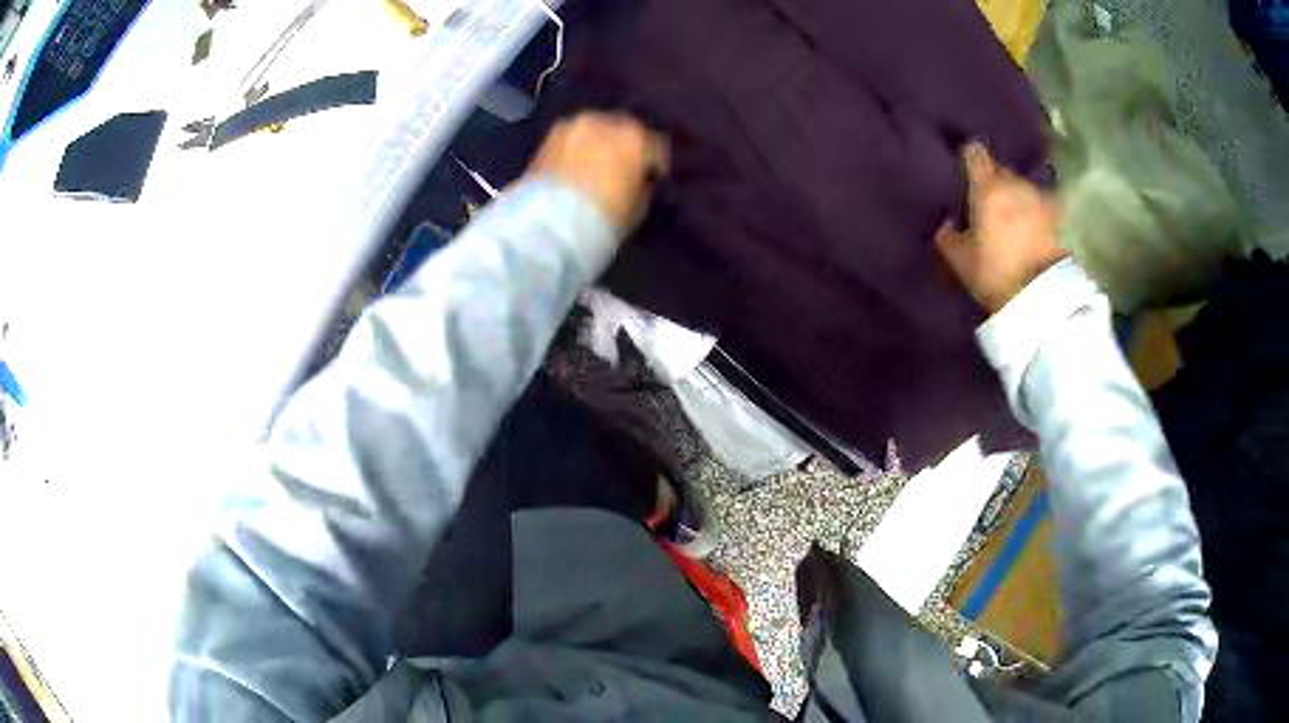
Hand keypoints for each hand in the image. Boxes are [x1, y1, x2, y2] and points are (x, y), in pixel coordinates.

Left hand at [526, 111, 669, 234]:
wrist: (551, 224)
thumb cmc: (604, 218)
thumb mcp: (638, 208)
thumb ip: (643, 185)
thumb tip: (638, 179)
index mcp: (635, 138)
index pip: (657, 146)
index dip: (657, 164)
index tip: (653, 178)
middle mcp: (606, 122)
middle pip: (625, 130)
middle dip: (626, 147)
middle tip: (623, 169)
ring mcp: (576, 125)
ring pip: (597, 130)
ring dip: (600, 144)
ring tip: (596, 167)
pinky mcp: (550, 135)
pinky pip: (574, 138)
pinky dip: (578, 148)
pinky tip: (575, 168)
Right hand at [936, 142, 1067, 313]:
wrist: (1043, 297)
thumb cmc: (996, 272)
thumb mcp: (960, 260)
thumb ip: (947, 235)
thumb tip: (947, 220)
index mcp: (988, 185)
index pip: (974, 152)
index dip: (967, 159)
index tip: (963, 172)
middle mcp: (1015, 182)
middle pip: (1000, 170)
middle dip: (994, 182)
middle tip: (986, 203)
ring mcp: (1040, 197)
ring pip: (1021, 188)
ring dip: (1015, 199)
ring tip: (1009, 221)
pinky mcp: (1058, 217)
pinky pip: (1039, 206)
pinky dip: (1033, 213)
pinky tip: (1029, 231)